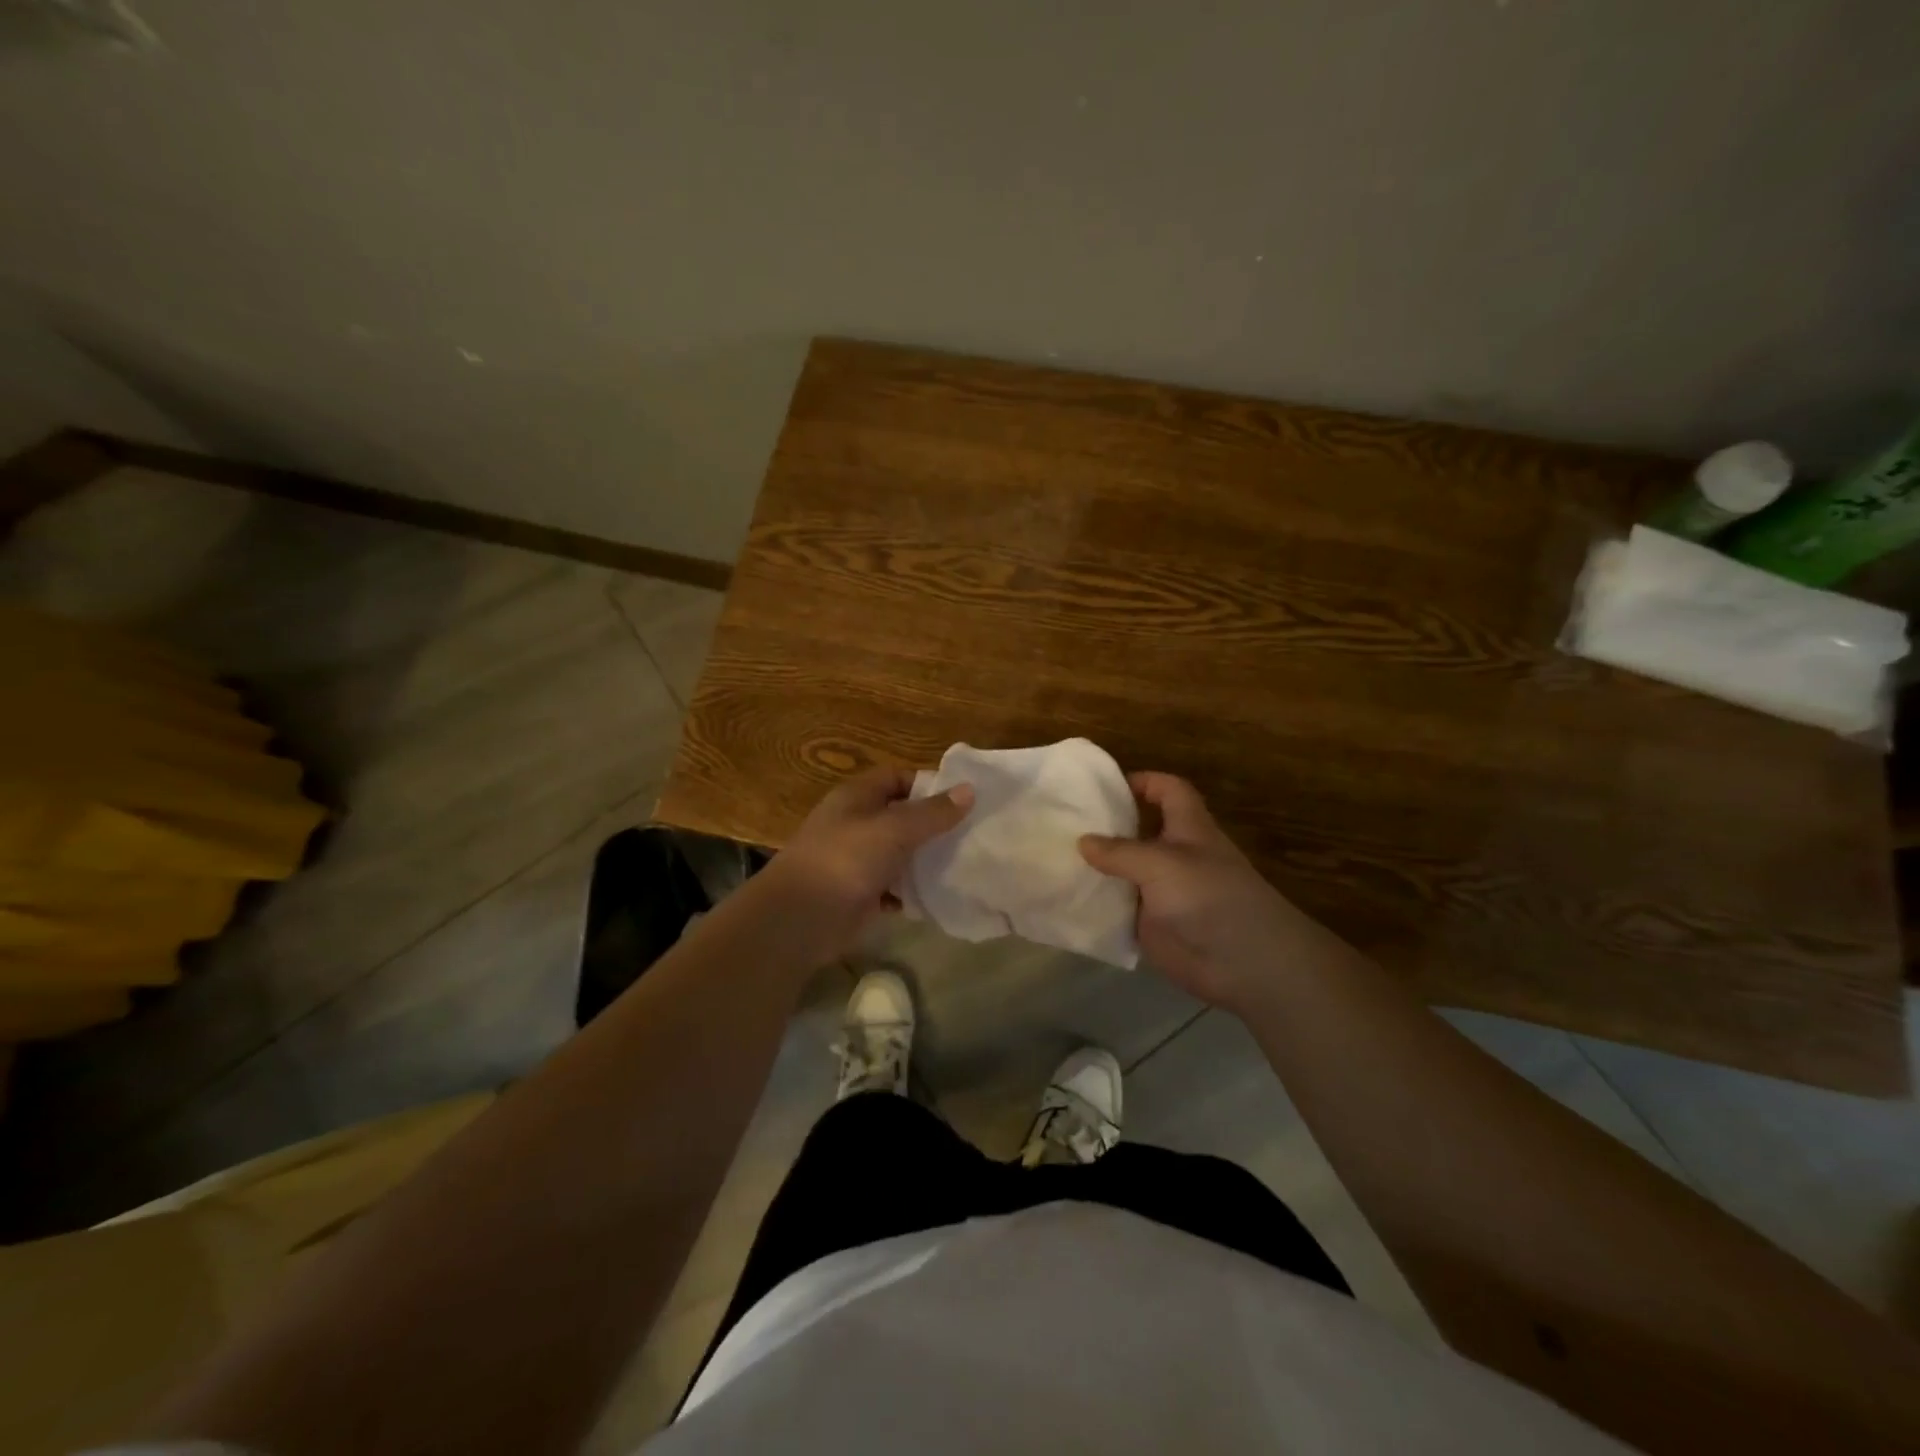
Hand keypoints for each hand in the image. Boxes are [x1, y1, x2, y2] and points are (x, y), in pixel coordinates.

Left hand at [762, 766, 973, 954]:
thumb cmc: (846, 859)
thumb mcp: (894, 829)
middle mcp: (856, 823)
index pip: (898, 777)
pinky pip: (894, 888)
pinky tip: (940, 895)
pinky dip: (913, 891)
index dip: (929, 784)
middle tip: (974, 833)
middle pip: (901, 816)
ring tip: (966, 864)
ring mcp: (856, 860)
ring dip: (926, 859)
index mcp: (857, 797)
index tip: (964, 799)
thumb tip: (969, 790)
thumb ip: (932, 812)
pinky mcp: (860, 894)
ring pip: (900, 853)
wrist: (801, 919)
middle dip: (934, 824)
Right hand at [1079, 772, 1339, 1013]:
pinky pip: (1118, 910)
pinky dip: (1096, 906)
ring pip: (1124, 872)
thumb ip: (1120, 851)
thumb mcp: (1161, 863)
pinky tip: (1066, 900)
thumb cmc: (1209, 896)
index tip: (1104, 786)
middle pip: (1138, 831)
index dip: (1143, 782)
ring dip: (1096, 868)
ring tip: (1052, 858)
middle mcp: (1174, 856)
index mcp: (1188, 828)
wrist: (1243, 963)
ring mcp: (1161, 892)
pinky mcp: (1151, 925)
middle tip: (1062, 822)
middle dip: (1106, 826)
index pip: (1168, 791)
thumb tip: (1082, 840)